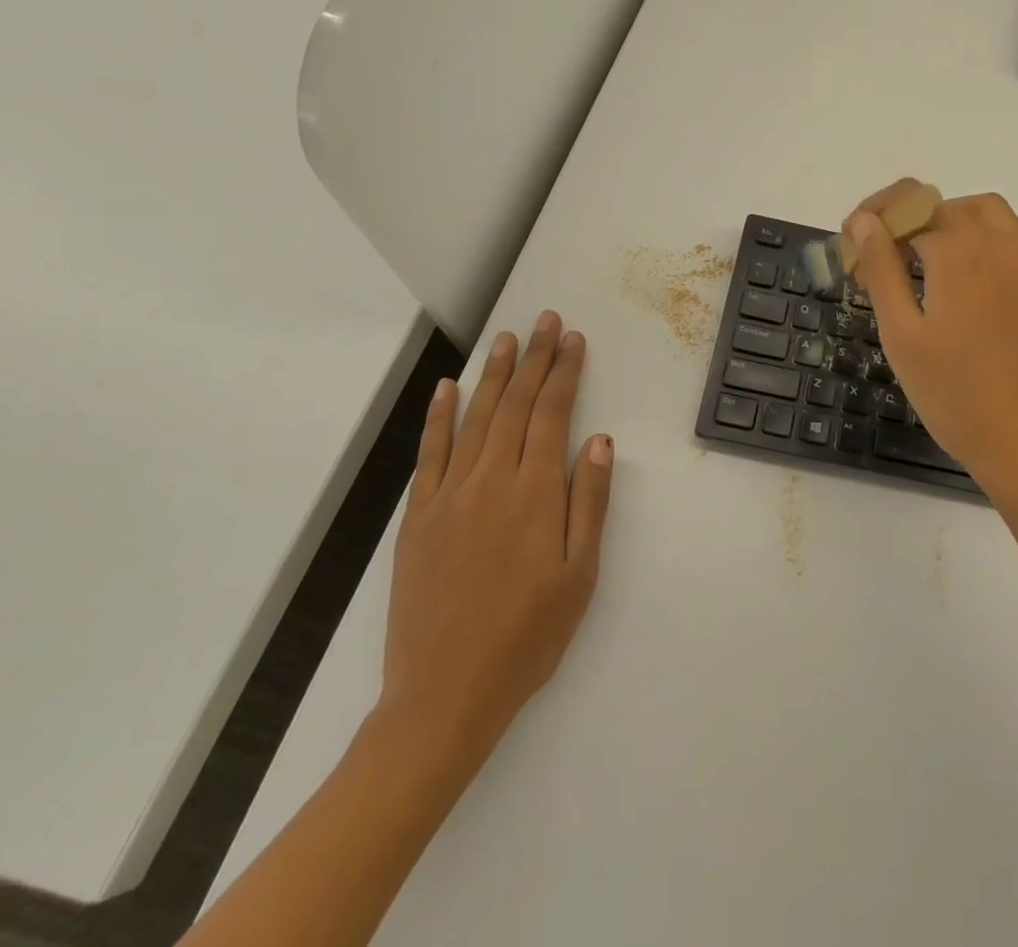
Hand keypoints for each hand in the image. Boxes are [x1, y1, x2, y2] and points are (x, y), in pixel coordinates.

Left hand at [374, 311, 612, 787]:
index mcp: (535, 494)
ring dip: (493, 374)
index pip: (553, 414)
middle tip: (546, 321)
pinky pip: (429, 453)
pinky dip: (438, 417)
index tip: (574, 340)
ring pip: (475, 418)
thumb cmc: (527, 637)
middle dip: (535, 358)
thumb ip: (590, 503)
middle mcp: (491, 481)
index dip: (565, 373)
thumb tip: (599, 441)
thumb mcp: (579, 576)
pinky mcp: (418, 517)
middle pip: (516, 405)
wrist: (443, 696)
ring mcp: (449, 496)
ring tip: (506, 339)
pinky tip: (445, 389)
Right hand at [845, 188, 1017, 509]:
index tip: (853, 248)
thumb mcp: (902, 334)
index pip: (907, 211)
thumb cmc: (955, 394)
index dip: (875, 223)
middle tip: (883, 261)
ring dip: (951, 221)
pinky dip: (985, 236)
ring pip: (987, 212)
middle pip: (945, 206)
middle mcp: (999, 243)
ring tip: (925, 260)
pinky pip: (1014, 235)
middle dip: (908, 222)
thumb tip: (865, 221)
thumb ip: (881, 269)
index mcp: (959, 252)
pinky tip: (968, 277)